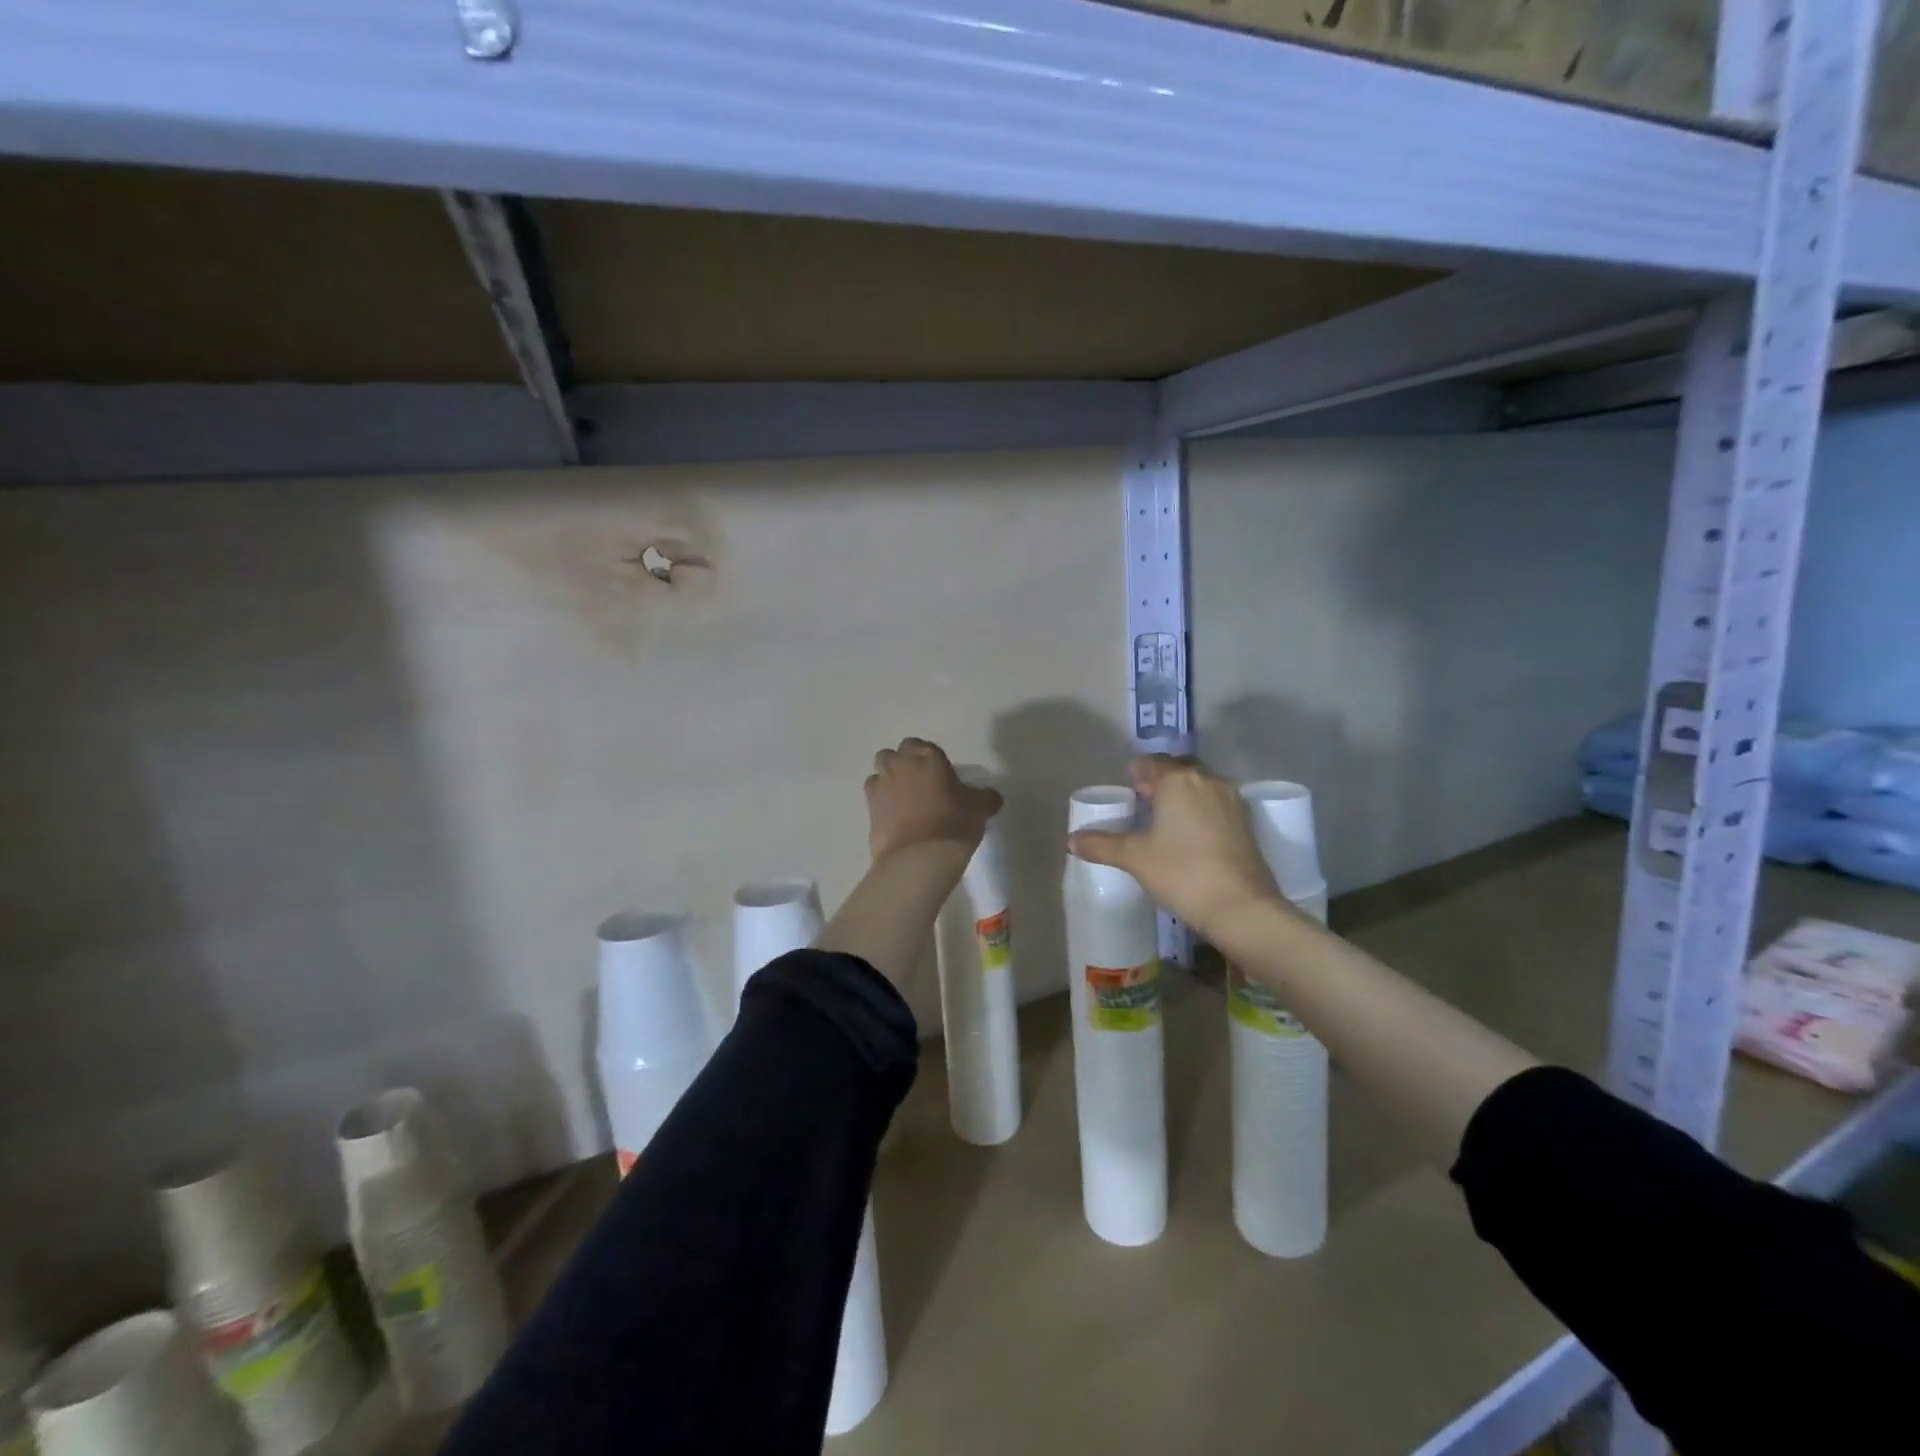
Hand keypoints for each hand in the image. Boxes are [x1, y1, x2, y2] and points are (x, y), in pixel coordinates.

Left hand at [864, 738, 1002, 861]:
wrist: (918, 858)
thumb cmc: (953, 823)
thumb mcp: (979, 809)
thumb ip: (984, 797)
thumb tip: (990, 797)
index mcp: (926, 756)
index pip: (923, 746)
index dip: (930, 760)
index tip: (941, 776)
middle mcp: (899, 764)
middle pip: (894, 755)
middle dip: (903, 765)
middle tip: (920, 785)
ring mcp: (879, 786)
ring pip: (879, 774)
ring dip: (889, 782)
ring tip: (905, 802)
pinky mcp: (868, 810)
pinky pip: (874, 799)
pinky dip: (882, 805)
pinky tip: (896, 820)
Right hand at [1069, 755, 1281, 937]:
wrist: (1240, 906)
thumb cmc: (1181, 872)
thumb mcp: (1134, 858)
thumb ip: (1102, 845)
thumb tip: (1072, 840)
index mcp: (1179, 780)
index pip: (1154, 762)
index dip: (1139, 770)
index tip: (1129, 783)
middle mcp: (1208, 781)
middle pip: (1181, 769)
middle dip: (1163, 779)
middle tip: (1145, 797)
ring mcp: (1232, 801)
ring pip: (1202, 785)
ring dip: (1184, 793)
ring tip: (1166, 817)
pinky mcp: (1247, 823)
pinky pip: (1217, 803)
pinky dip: (1202, 809)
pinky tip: (1191, 834)